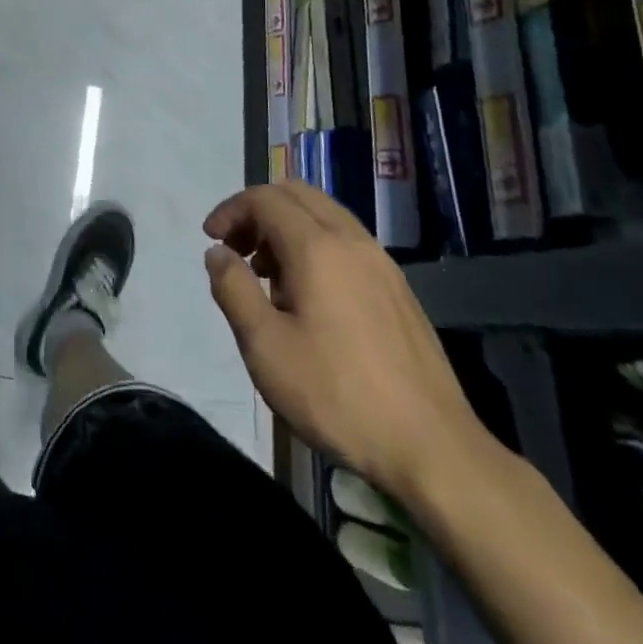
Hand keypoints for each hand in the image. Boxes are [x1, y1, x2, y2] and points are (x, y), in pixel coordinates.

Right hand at [203, 181, 491, 507]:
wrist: (432, 448)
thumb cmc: (336, 395)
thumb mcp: (264, 346)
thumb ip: (233, 289)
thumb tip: (217, 253)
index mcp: (317, 247)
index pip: (264, 199)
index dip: (230, 210)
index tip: (210, 240)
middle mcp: (352, 241)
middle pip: (297, 195)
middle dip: (258, 211)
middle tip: (236, 249)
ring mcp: (382, 264)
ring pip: (324, 215)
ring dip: (287, 227)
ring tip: (266, 277)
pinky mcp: (398, 289)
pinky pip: (347, 242)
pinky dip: (315, 246)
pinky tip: (308, 298)